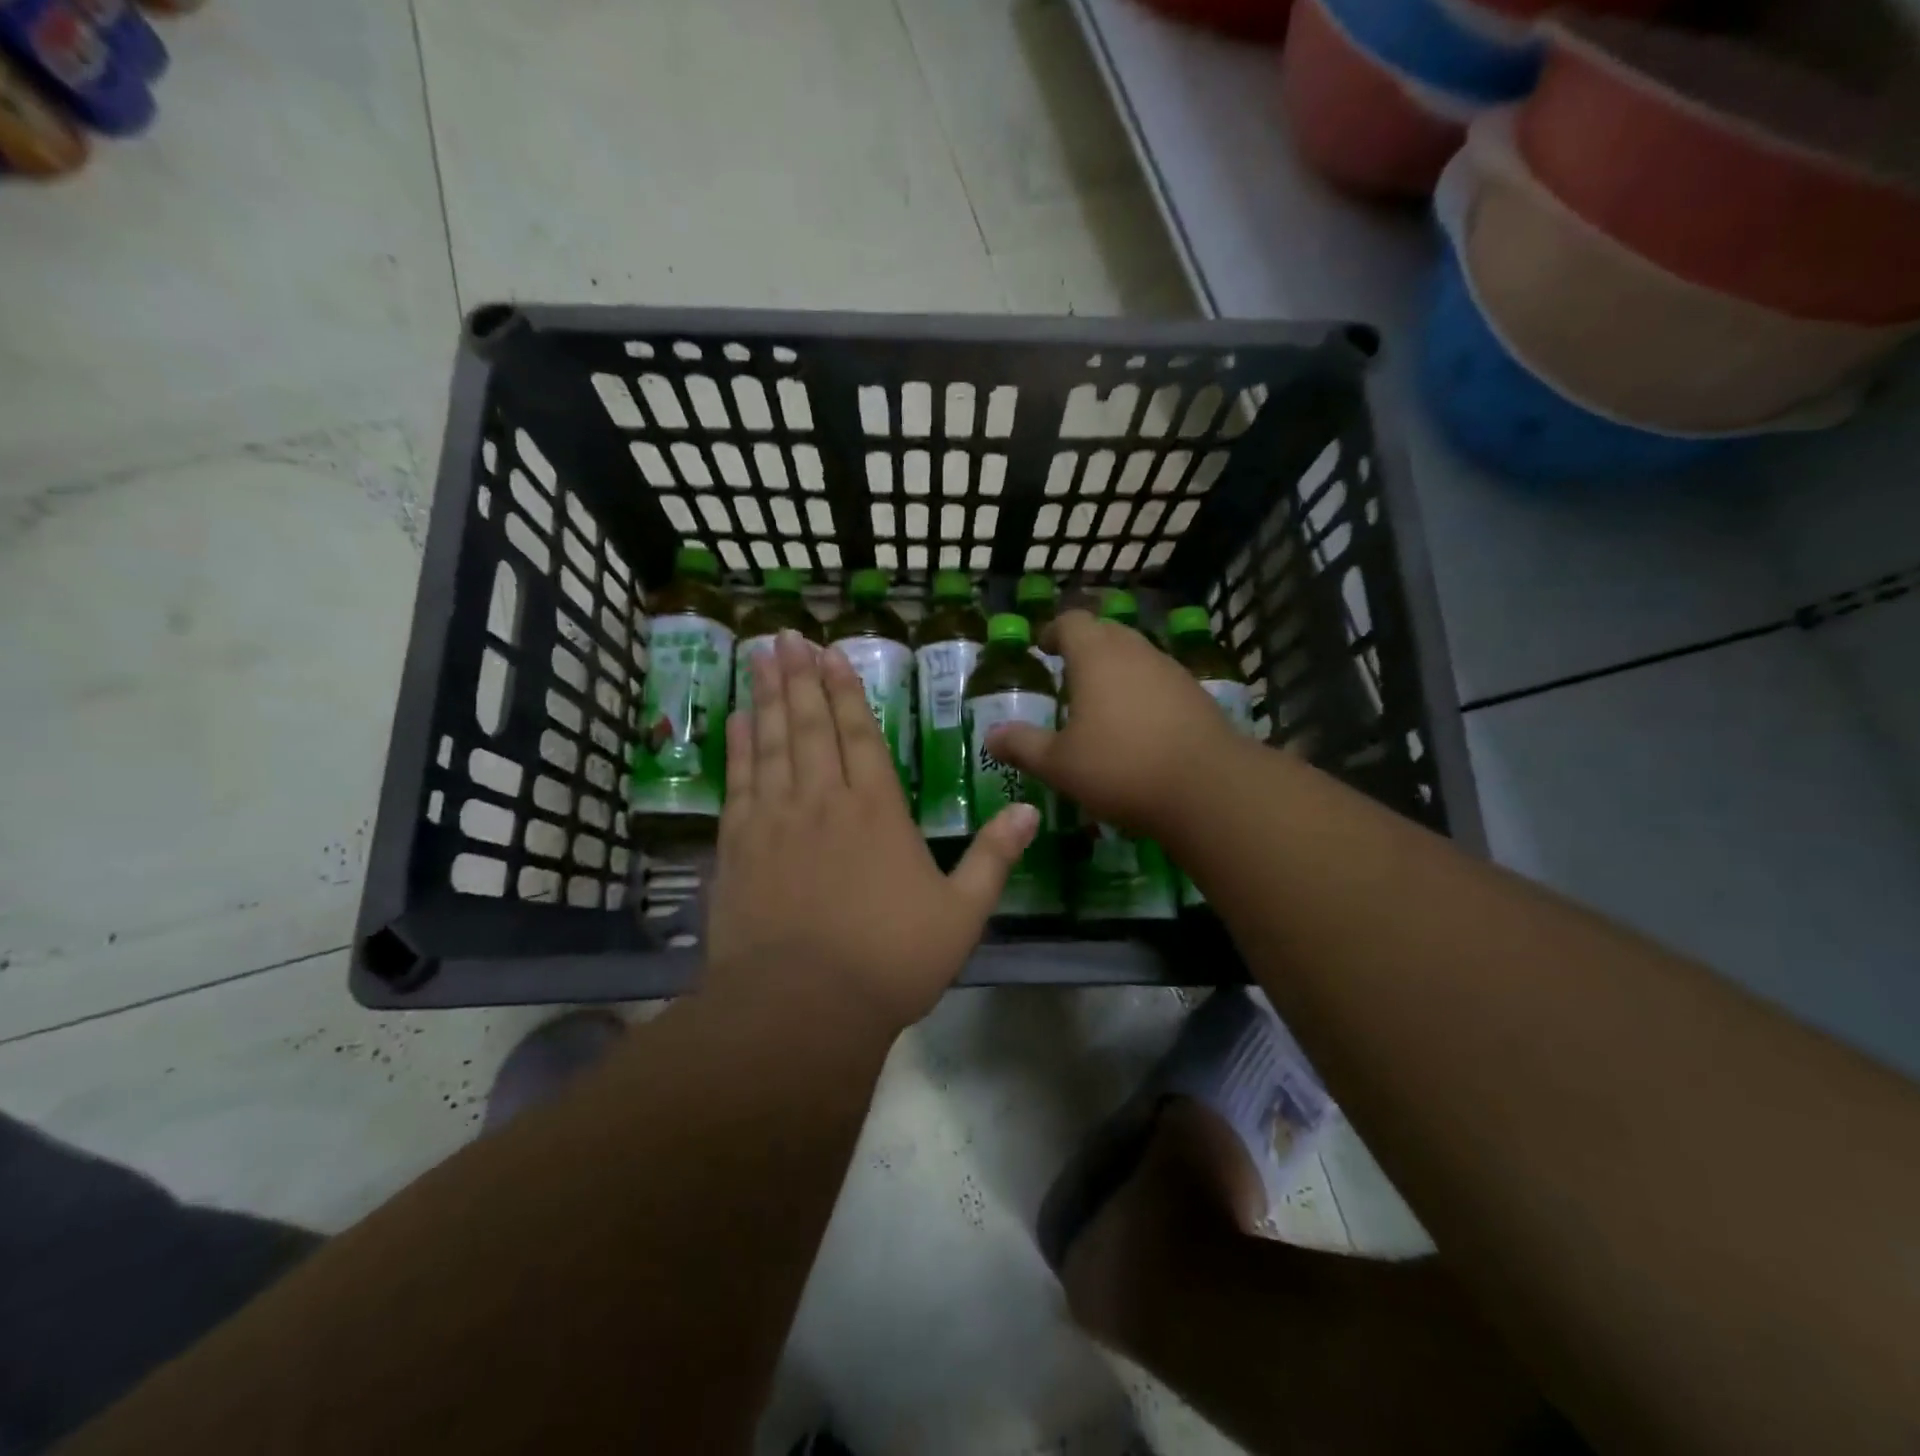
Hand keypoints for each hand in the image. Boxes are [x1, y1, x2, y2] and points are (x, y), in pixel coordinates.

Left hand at [703, 630, 1038, 1033]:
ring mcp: (776, 820)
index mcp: (877, 810)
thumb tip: (1029, 811)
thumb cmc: (890, 961)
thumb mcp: (961, 914)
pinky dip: (737, 747)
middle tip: (787, 636)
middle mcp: (824, 800)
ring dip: (766, 696)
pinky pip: (739, 782)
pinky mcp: (738, 846)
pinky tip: (735, 721)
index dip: (845, 692)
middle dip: (801, 677)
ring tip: (759, 656)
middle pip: (810, 725)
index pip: (860, 735)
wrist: (802, 1007)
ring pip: (771, 743)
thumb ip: (994, 858)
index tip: (830, 654)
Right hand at [985, 609, 1239, 838]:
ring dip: (1115, 667)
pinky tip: (1137, 723)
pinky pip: (1159, 679)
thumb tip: (991, 736)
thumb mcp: (1059, 764)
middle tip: (1067, 671)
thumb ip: (1023, 746)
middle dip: (1084, 645)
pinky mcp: (1196, 694)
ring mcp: (1171, 670)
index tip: (1043, 647)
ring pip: (1136, 654)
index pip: (1071, 621)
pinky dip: (1141, 690)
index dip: (1054, 631)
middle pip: (1106, 631)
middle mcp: (1135, 651)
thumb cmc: (1121, 767)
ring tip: (1099, 699)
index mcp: (1096, 656)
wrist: (1208, 788)